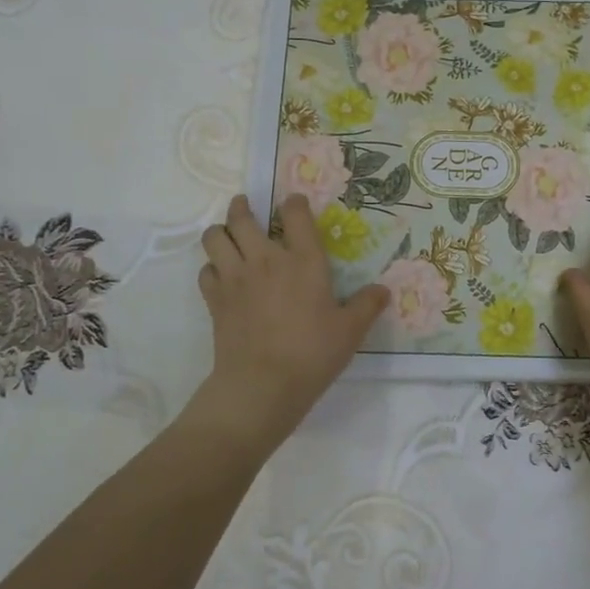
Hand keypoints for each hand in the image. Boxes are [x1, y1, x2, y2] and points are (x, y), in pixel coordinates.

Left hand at [192, 195, 389, 451]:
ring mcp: (235, 278)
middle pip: (242, 218)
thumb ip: (367, 306)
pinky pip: (205, 270)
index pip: (295, 214)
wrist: (262, 385)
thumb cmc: (312, 353)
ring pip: (215, 238)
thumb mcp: (350, 331)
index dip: (294, 203)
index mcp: (303, 261)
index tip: (294, 203)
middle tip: (246, 207)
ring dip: (220, 232)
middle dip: (242, 207)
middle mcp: (266, 260)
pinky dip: (212, 267)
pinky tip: (222, 275)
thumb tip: (383, 290)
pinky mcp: (215, 299)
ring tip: (228, 235)